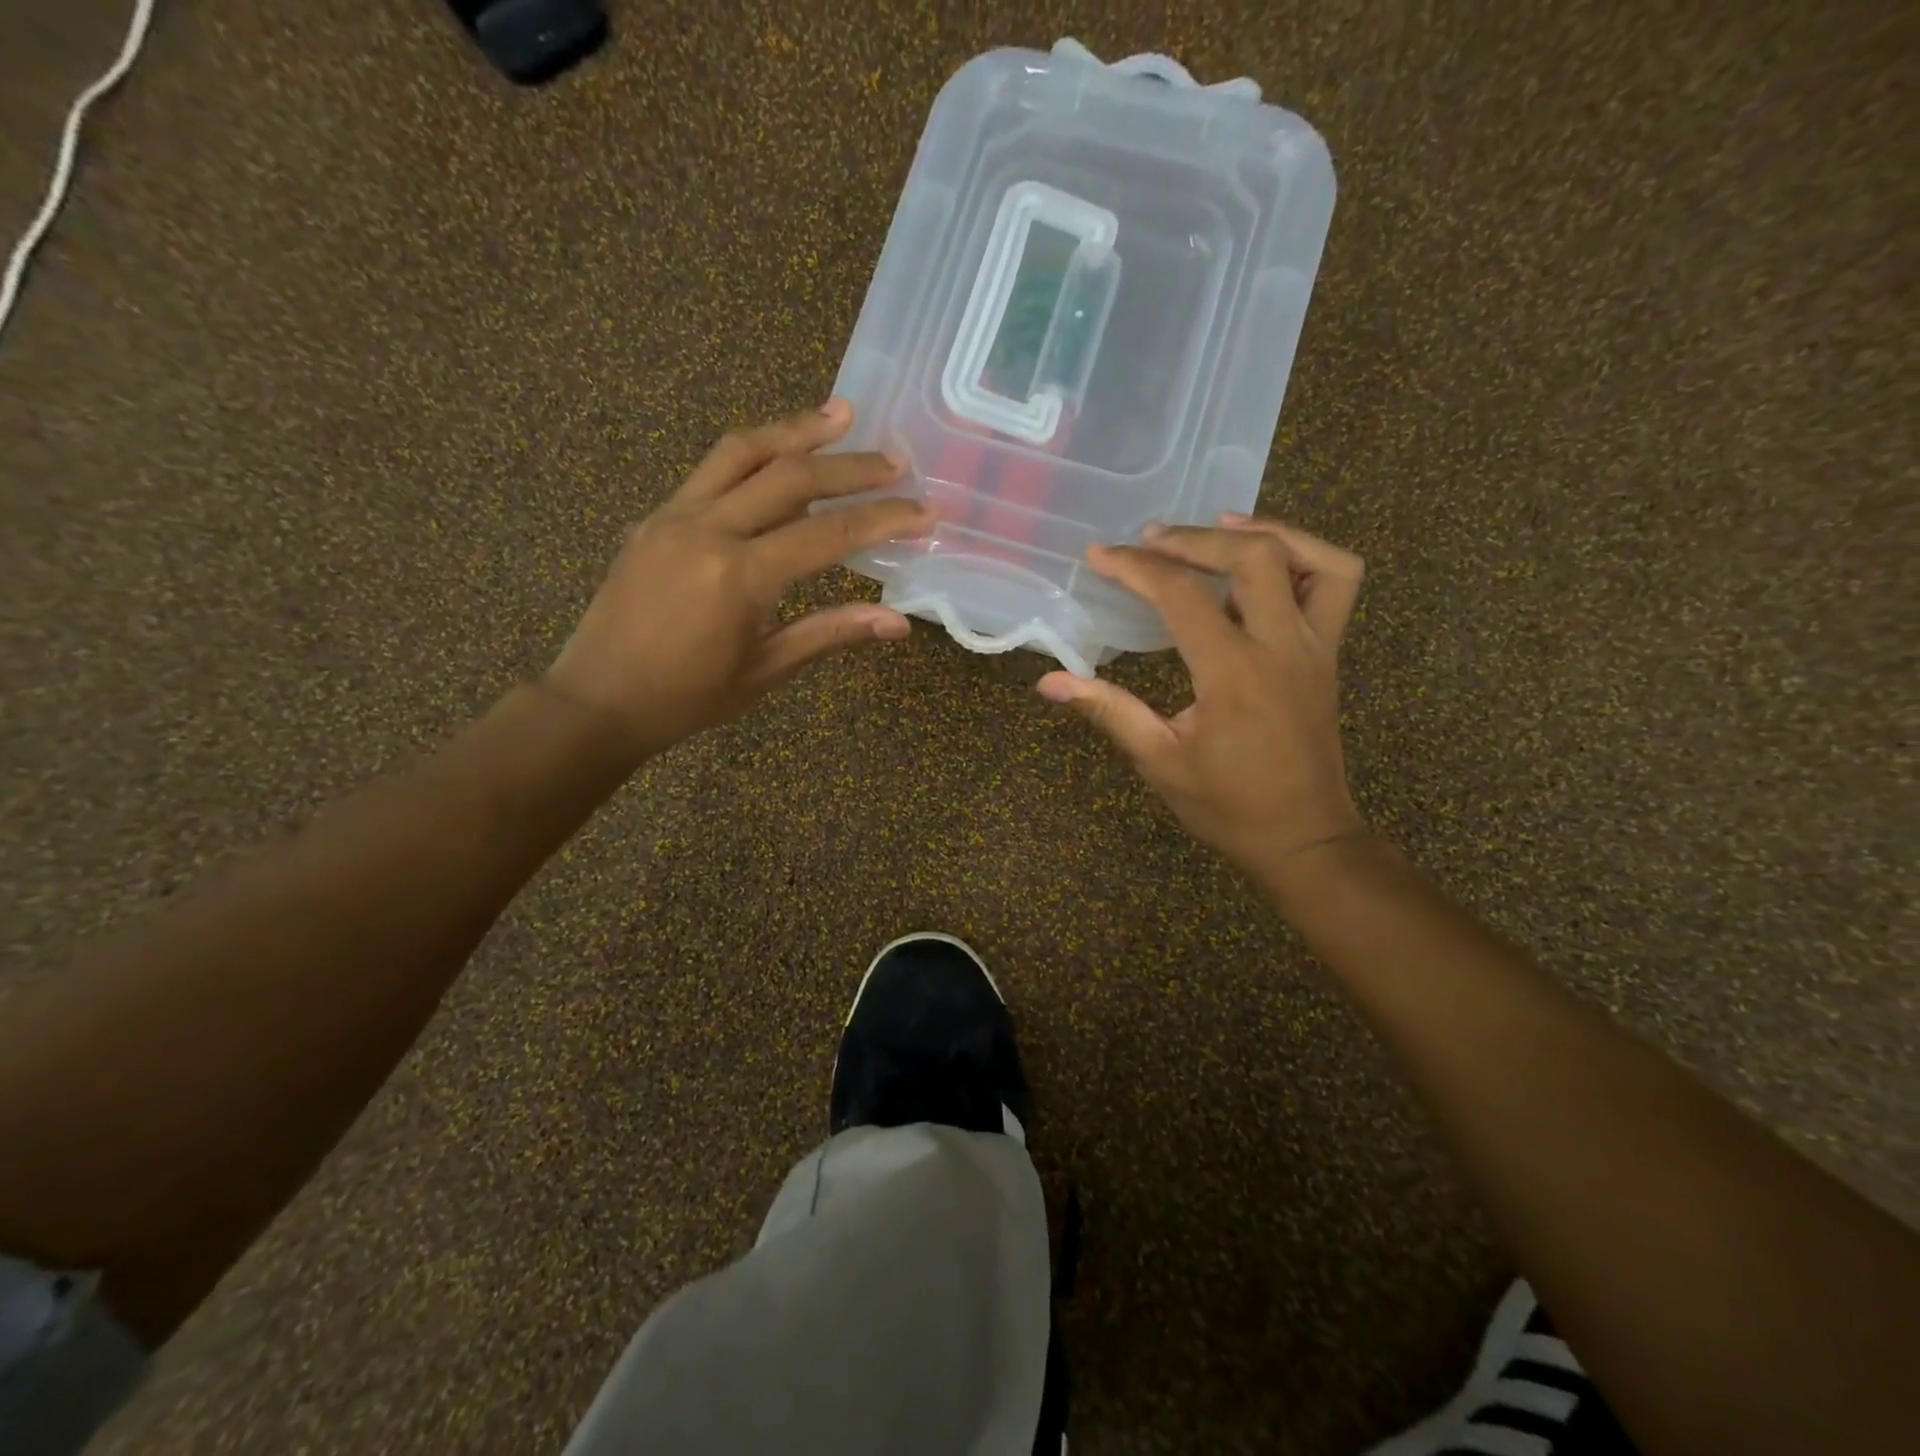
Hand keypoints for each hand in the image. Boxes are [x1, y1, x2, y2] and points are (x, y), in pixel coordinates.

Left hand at [543, 400, 928, 759]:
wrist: (597, 699)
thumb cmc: (687, 697)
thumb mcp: (766, 670)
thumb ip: (831, 633)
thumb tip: (899, 623)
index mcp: (739, 576)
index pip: (828, 534)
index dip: (883, 519)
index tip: (924, 510)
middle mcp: (707, 529)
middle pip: (791, 476)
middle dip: (851, 466)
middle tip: (896, 459)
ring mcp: (674, 515)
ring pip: (743, 451)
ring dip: (796, 429)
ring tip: (839, 414)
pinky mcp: (655, 516)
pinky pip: (711, 470)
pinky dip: (754, 454)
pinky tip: (779, 454)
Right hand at [1037, 515, 1366, 885]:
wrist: (1304, 837)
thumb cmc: (1227, 805)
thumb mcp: (1159, 761)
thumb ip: (1108, 710)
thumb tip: (1048, 682)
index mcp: (1232, 673)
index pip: (1181, 595)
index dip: (1135, 567)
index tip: (1099, 556)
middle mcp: (1281, 646)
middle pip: (1250, 556)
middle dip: (1193, 537)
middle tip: (1149, 539)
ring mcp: (1314, 646)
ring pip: (1308, 557)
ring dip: (1261, 531)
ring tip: (1215, 527)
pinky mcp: (1328, 653)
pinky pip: (1334, 583)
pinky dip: (1304, 554)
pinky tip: (1266, 561)